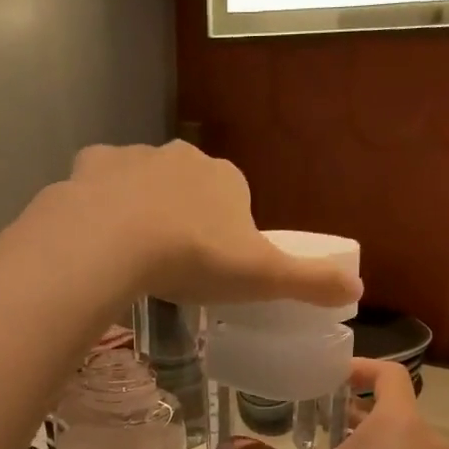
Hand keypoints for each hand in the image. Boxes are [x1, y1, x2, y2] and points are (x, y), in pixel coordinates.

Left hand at [37, 142, 359, 307]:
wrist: (114, 241)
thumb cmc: (196, 258)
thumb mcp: (264, 278)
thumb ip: (311, 283)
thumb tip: (358, 290)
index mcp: (226, 179)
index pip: (236, 201)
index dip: (228, 234)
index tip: (215, 268)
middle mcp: (183, 157)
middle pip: (190, 189)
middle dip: (186, 219)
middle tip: (175, 267)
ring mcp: (133, 157)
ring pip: (144, 184)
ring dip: (144, 211)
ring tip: (135, 258)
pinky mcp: (91, 165)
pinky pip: (101, 183)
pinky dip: (102, 204)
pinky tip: (100, 237)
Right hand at [221, 358, 448, 448]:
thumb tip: (224, 447)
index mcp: (399, 422)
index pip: (389, 373)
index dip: (360, 367)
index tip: (330, 377)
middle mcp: (429, 441)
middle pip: (394, 410)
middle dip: (356, 411)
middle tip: (318, 420)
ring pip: (404, 443)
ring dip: (371, 443)